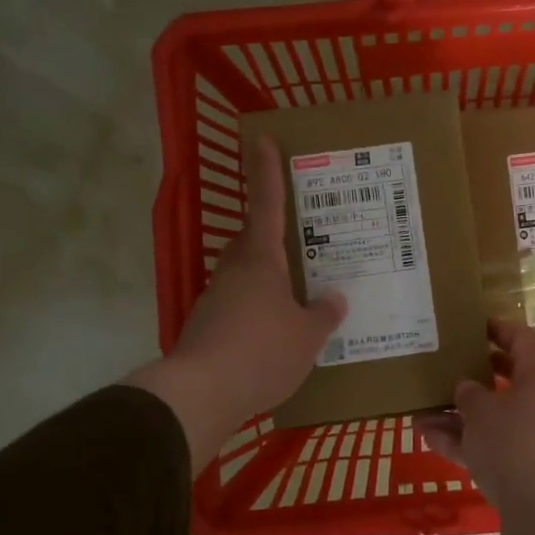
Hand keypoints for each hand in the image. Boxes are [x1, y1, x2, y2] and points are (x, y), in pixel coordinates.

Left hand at [127, 137, 344, 465]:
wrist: (201, 394)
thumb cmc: (262, 352)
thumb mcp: (307, 336)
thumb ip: (323, 314)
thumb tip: (333, 298)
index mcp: (260, 260)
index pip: (266, 205)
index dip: (266, 172)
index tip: (261, 140)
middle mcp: (234, 271)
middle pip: (252, 241)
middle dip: (271, 234)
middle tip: (298, 238)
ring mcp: (215, 299)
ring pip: (244, 276)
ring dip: (265, 278)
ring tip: (295, 294)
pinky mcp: (206, 327)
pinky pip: (238, 307)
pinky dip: (256, 310)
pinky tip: (273, 332)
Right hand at [415, 318, 534, 505]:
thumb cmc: (514, 445)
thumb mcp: (482, 412)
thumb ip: (469, 395)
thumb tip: (466, 389)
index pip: (522, 341)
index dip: (499, 329)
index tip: (474, 325)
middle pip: (507, 380)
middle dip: (475, 374)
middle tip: (446, 365)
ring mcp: (530, 440)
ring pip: (491, 418)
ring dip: (458, 414)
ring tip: (421, 408)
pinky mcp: (520, 470)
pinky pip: (487, 447)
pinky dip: (460, 442)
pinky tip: (426, 438)